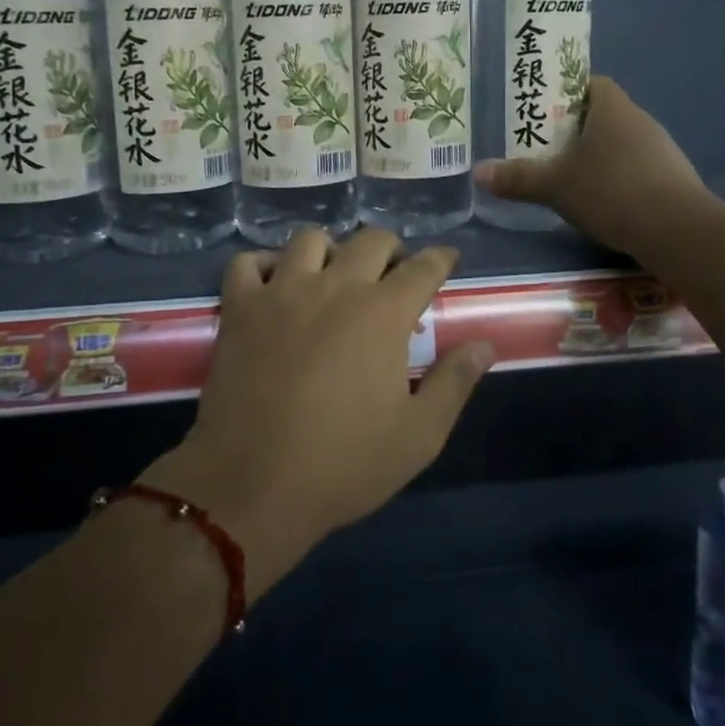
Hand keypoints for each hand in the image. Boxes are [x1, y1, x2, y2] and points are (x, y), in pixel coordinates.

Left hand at [145, 228, 494, 599]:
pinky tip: (272, 284)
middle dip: (391, 249)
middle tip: (393, 275)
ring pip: (309, 239)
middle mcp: (335, 287)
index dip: (441, 258)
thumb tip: (485, 344)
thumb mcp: (419, 435)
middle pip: (371, 240)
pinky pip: (246, 262)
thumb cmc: (344, 464)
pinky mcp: (240, 309)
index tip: (446, 259)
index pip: (424, 266)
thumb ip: (455, 382)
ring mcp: (281, 292)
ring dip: (329, 250)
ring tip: (333, 276)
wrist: (253, 486)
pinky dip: (261, 264)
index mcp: (383, 313)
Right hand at [474, 76, 706, 253]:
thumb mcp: (555, 186)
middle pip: (603, 114)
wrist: (677, 230)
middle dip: (575, 129)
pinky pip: (637, 169)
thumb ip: (517, 177)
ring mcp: (661, 149)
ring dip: (598, 156)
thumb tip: (478, 172)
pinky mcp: (673, 178)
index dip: (565, 93)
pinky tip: (603, 203)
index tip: (543, 113)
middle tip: (546, 149)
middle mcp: (640, 120)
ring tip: (570, 179)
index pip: (589, 83)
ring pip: (621, 143)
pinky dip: (618, 179)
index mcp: (612, 107)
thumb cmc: (610, 191)